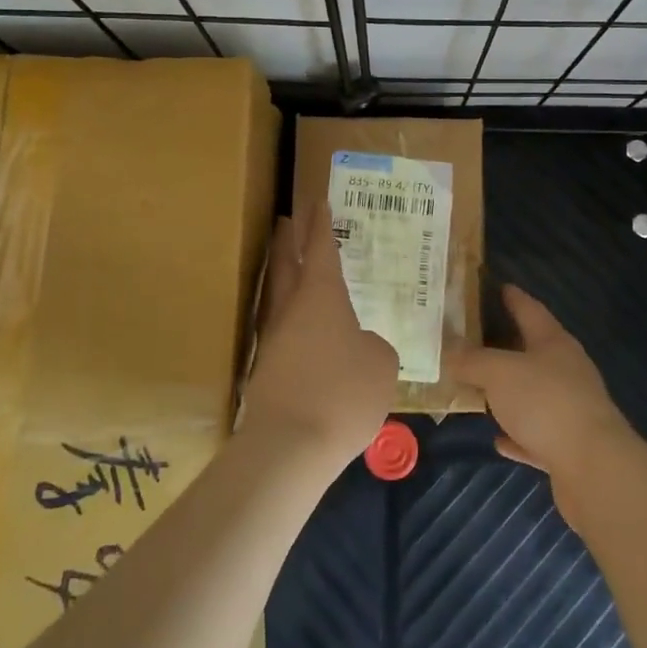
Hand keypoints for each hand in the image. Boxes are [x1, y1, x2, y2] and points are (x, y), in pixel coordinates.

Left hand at [242, 210, 397, 466]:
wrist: (289, 447)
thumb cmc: (343, 392)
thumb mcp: (381, 364)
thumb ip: (374, 346)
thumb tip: (361, 346)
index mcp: (320, 295)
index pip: (319, 248)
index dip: (320, 224)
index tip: (317, 200)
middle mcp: (291, 309)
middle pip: (284, 264)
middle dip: (287, 240)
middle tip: (287, 220)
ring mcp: (273, 340)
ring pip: (277, 297)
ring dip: (283, 278)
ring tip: (294, 271)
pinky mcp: (265, 371)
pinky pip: (281, 332)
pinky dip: (291, 321)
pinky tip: (304, 333)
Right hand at [444, 286, 636, 505]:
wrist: (593, 468)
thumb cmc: (545, 402)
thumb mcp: (498, 373)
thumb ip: (471, 360)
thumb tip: (448, 351)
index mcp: (553, 342)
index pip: (530, 309)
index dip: (512, 297)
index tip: (497, 286)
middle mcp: (565, 370)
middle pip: (532, 350)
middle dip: (505, 344)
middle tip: (472, 338)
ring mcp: (570, 408)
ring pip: (533, 393)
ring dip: (509, 392)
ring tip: (478, 387)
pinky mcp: (568, 446)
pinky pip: (535, 434)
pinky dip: (516, 433)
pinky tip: (497, 439)